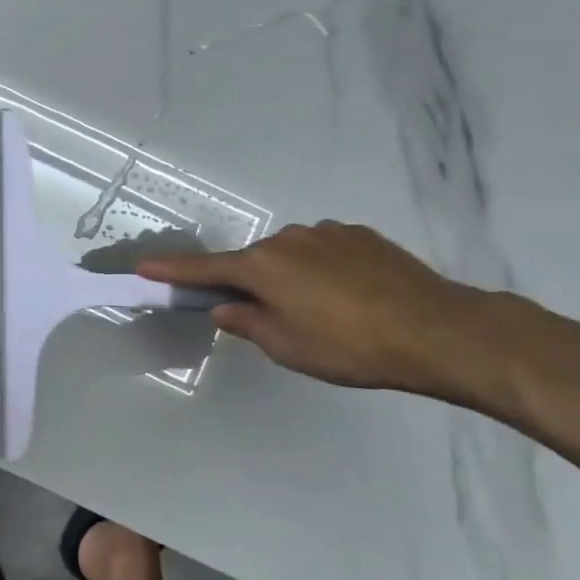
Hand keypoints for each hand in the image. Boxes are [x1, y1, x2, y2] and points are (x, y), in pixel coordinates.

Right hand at [140, 222, 490, 397]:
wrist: (436, 329)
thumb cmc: (349, 346)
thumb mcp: (287, 347)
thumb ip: (247, 323)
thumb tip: (225, 306)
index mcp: (263, 266)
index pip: (205, 269)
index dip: (172, 270)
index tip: (143, 266)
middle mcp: (288, 239)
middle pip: (253, 262)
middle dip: (251, 286)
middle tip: (270, 320)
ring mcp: (327, 233)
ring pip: (291, 256)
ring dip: (291, 278)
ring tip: (325, 314)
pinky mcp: (360, 235)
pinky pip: (325, 251)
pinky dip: (323, 271)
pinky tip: (351, 297)